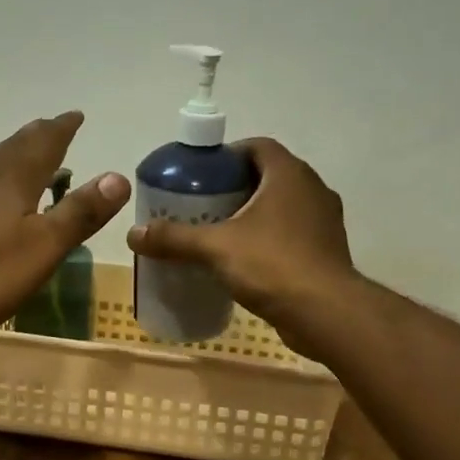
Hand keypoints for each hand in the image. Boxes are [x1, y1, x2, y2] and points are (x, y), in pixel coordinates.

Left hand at [0, 112, 129, 340]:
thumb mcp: (43, 246)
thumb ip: (79, 213)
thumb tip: (118, 176)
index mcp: (15, 177)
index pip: (45, 141)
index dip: (63, 128)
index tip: (77, 116)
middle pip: (17, 146)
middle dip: (41, 137)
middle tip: (58, 130)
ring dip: (17, 155)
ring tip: (33, 158)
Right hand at [126, 137, 352, 338]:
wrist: (326, 313)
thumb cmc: (272, 266)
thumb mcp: (215, 248)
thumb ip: (174, 238)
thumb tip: (133, 234)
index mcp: (289, 175)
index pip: (257, 146)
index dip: (227, 156)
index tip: (201, 175)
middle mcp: (312, 189)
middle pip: (267, 176)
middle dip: (234, 187)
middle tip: (202, 205)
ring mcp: (324, 221)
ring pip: (281, 206)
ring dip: (252, 215)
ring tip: (219, 233)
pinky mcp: (326, 251)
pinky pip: (291, 233)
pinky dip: (268, 239)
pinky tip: (244, 261)